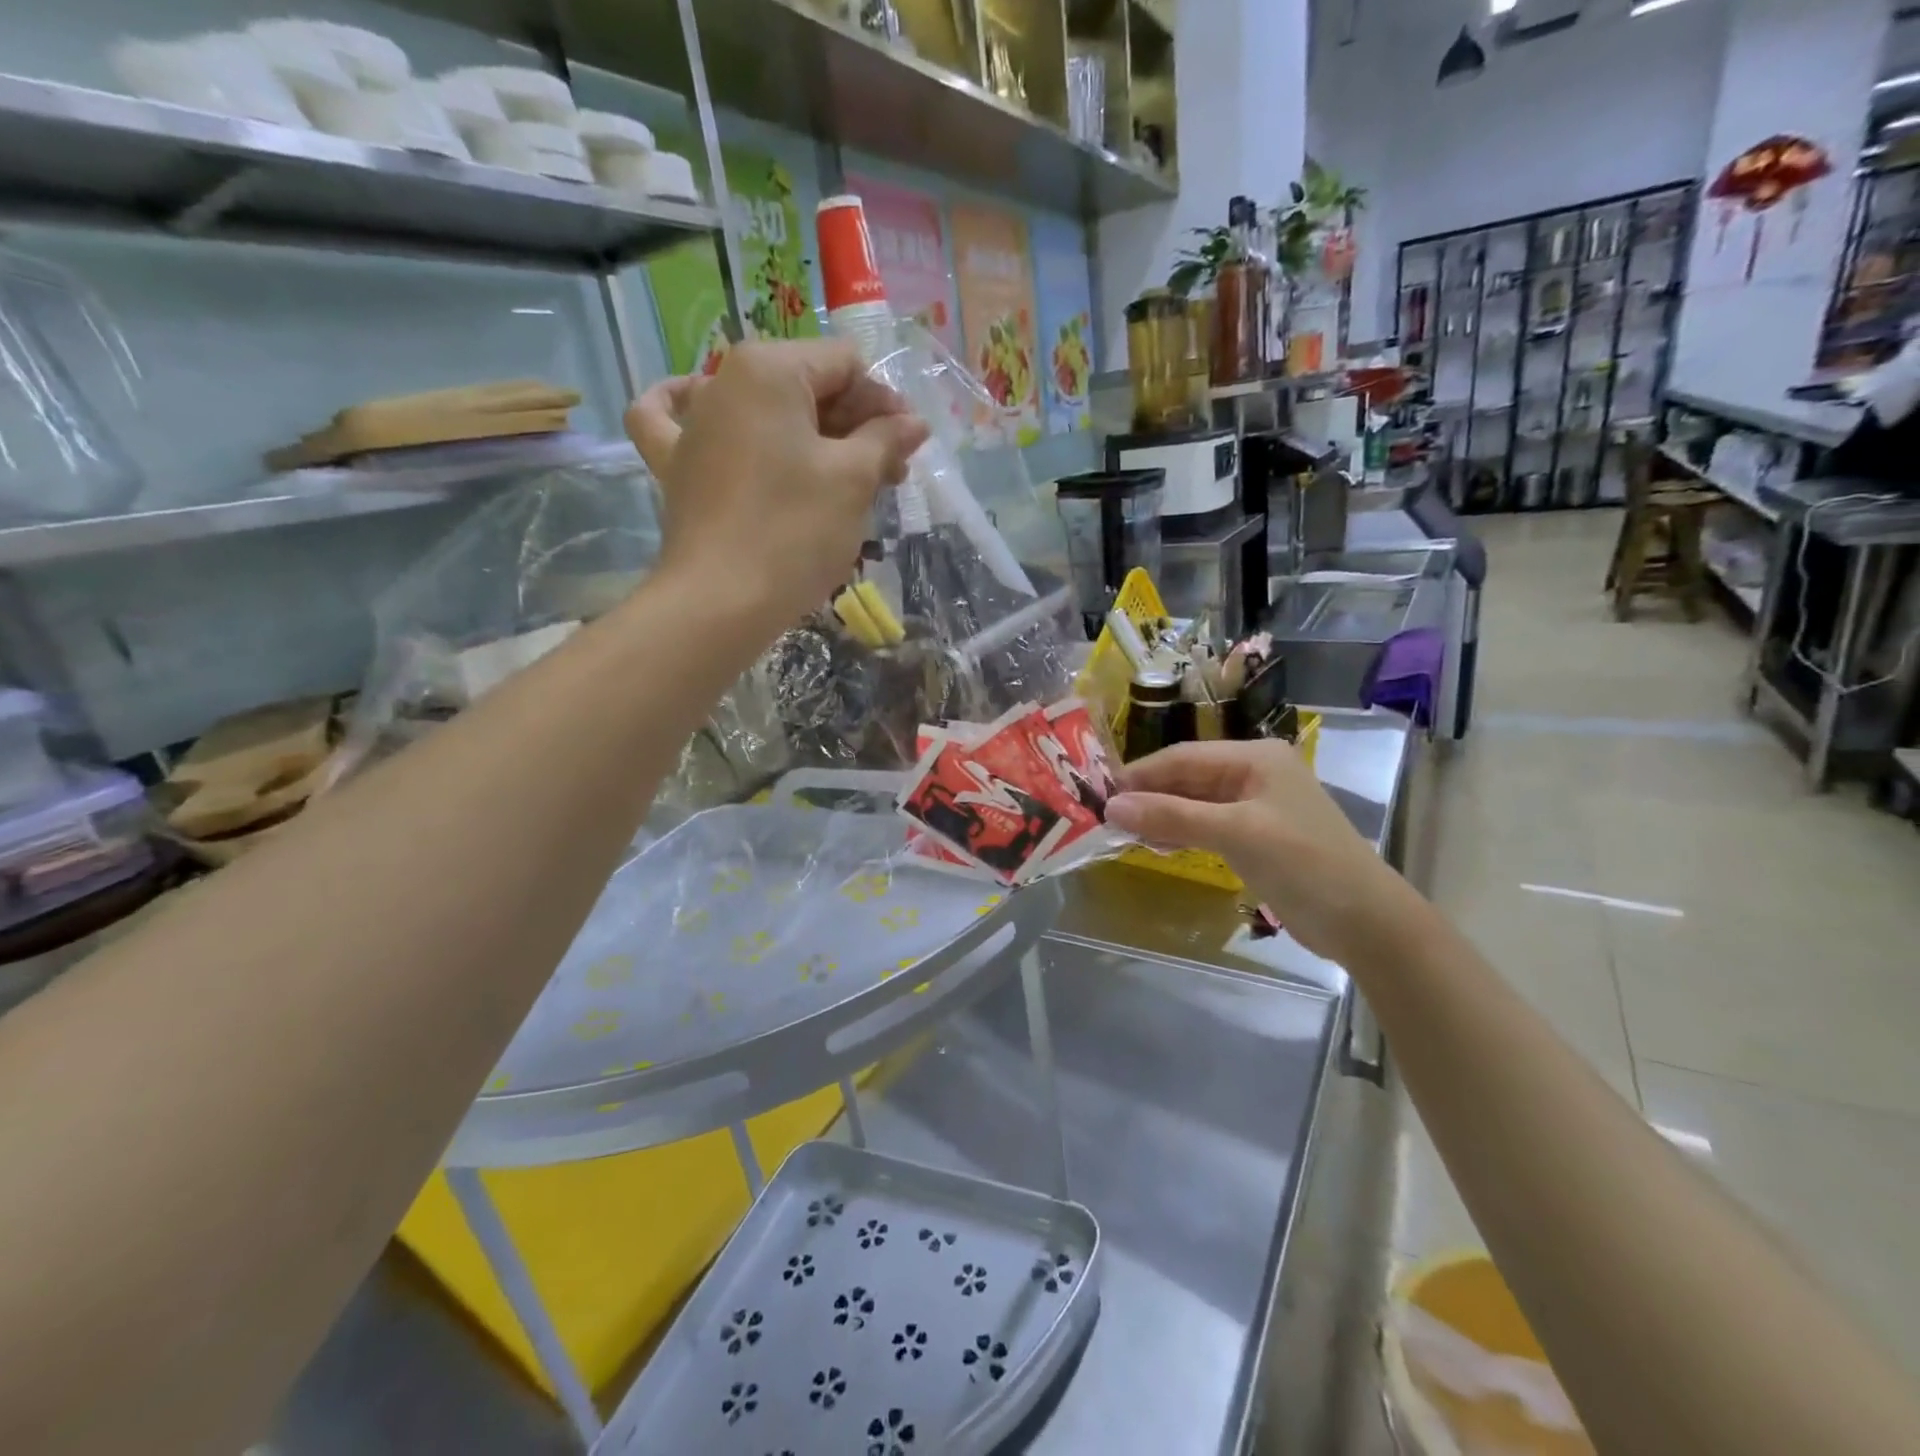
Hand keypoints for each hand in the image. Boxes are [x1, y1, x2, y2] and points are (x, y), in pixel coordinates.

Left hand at [625, 340, 928, 627]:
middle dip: (855, 426)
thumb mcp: (853, 480)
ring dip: (807, 433)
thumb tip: (913, 423)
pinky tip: (698, 406)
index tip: (907, 450)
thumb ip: (885, 440)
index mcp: (769, 369)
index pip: (846, 366)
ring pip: (763, 410)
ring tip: (838, 472)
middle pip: (807, 386)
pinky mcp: (676, 464)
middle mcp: (724, 381)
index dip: (885, 404)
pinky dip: (689, 410)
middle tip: (888, 476)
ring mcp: (694, 424)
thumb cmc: (794, 532)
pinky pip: (675, 420)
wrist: (721, 602)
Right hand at [1104, 740, 1423, 966]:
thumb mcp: (1236, 834)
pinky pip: (1207, 824)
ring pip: (1194, 802)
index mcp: (1255, 757)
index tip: (1101, 795)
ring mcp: (1256, 806)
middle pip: (1188, 777)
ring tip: (1125, 832)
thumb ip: (1173, 817)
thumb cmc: (1304, 864)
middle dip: (1149, 796)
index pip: (1183, 757)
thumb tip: (1111, 806)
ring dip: (1162, 815)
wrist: (1366, 922)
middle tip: (1107, 818)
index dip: (1141, 775)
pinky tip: (1158, 844)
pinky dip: (1181, 831)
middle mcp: (1254, 773)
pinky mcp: (1256, 836)